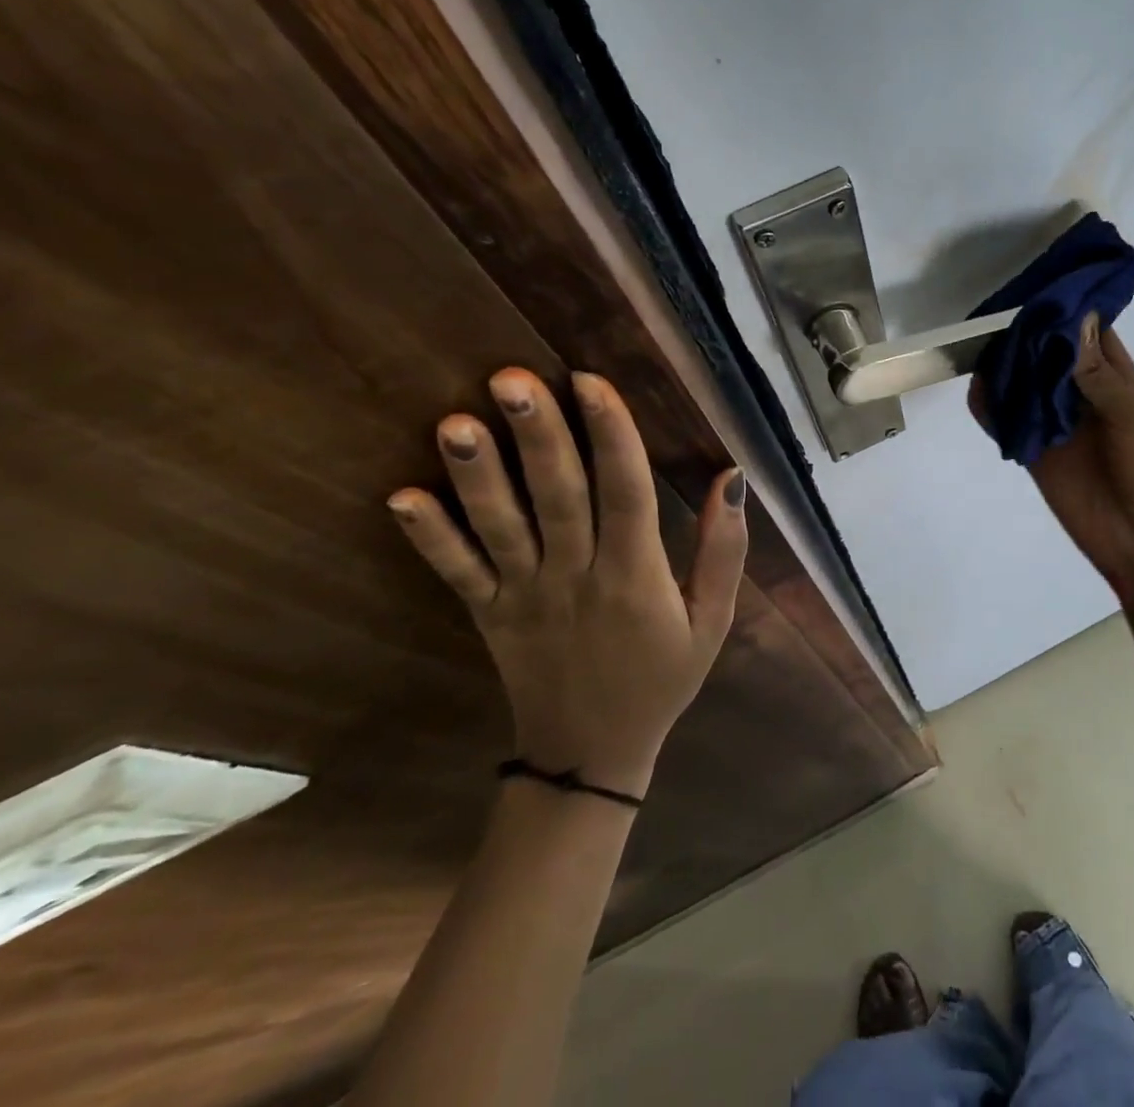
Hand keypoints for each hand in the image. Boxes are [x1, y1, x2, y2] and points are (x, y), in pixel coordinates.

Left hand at [386, 368, 747, 798]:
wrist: (592, 754)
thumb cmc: (663, 676)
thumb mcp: (714, 620)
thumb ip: (725, 550)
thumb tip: (732, 477)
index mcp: (636, 576)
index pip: (626, 493)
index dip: (612, 435)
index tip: (591, 381)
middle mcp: (577, 577)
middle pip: (557, 496)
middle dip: (537, 435)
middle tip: (512, 378)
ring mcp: (524, 596)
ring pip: (500, 528)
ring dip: (478, 475)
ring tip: (454, 423)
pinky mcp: (488, 614)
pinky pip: (456, 573)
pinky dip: (429, 537)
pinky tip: (401, 496)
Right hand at [978, 315, 1133, 602]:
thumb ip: (1098, 374)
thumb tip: (1071, 319)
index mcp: (1116, 379)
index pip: (1087, 330)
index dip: (1065, 307)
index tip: (1035, 283)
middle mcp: (1082, 393)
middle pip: (1048, 352)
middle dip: (1026, 333)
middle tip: (993, 311)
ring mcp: (1056, 423)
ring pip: (1023, 383)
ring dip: (1005, 366)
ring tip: (977, 343)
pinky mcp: (1034, 451)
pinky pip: (1006, 423)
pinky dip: (989, 407)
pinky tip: (975, 389)